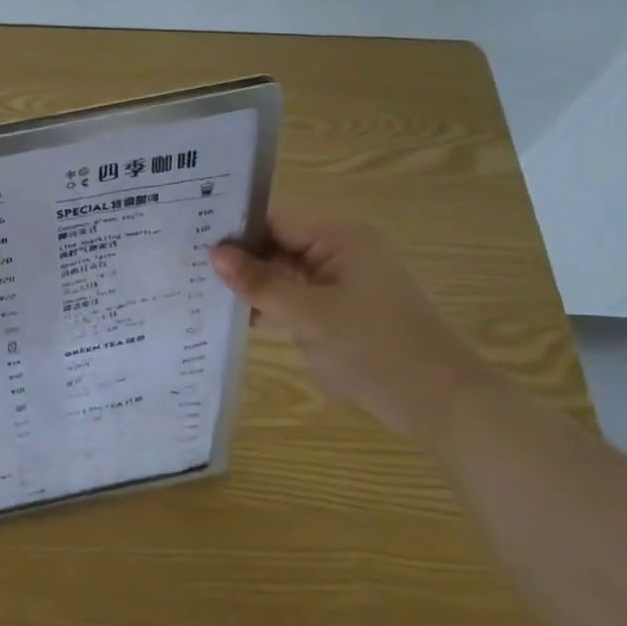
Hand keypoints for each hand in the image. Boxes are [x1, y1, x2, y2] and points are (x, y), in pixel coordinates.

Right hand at [211, 216, 498, 438]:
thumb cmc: (375, 349)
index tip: (189, 244)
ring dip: (253, 286)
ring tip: (200, 291)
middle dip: (239, 262)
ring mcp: (343, 282)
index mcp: (340, 238)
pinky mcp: (342, 311)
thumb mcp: (310, 315)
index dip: (235, 233)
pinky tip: (235, 317)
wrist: (440, 402)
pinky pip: (298, 299)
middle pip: (278, 246)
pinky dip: (272, 307)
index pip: (274, 222)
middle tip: (186, 269)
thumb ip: (260, 283)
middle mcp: (341, 251)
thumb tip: (214, 253)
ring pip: (285, 275)